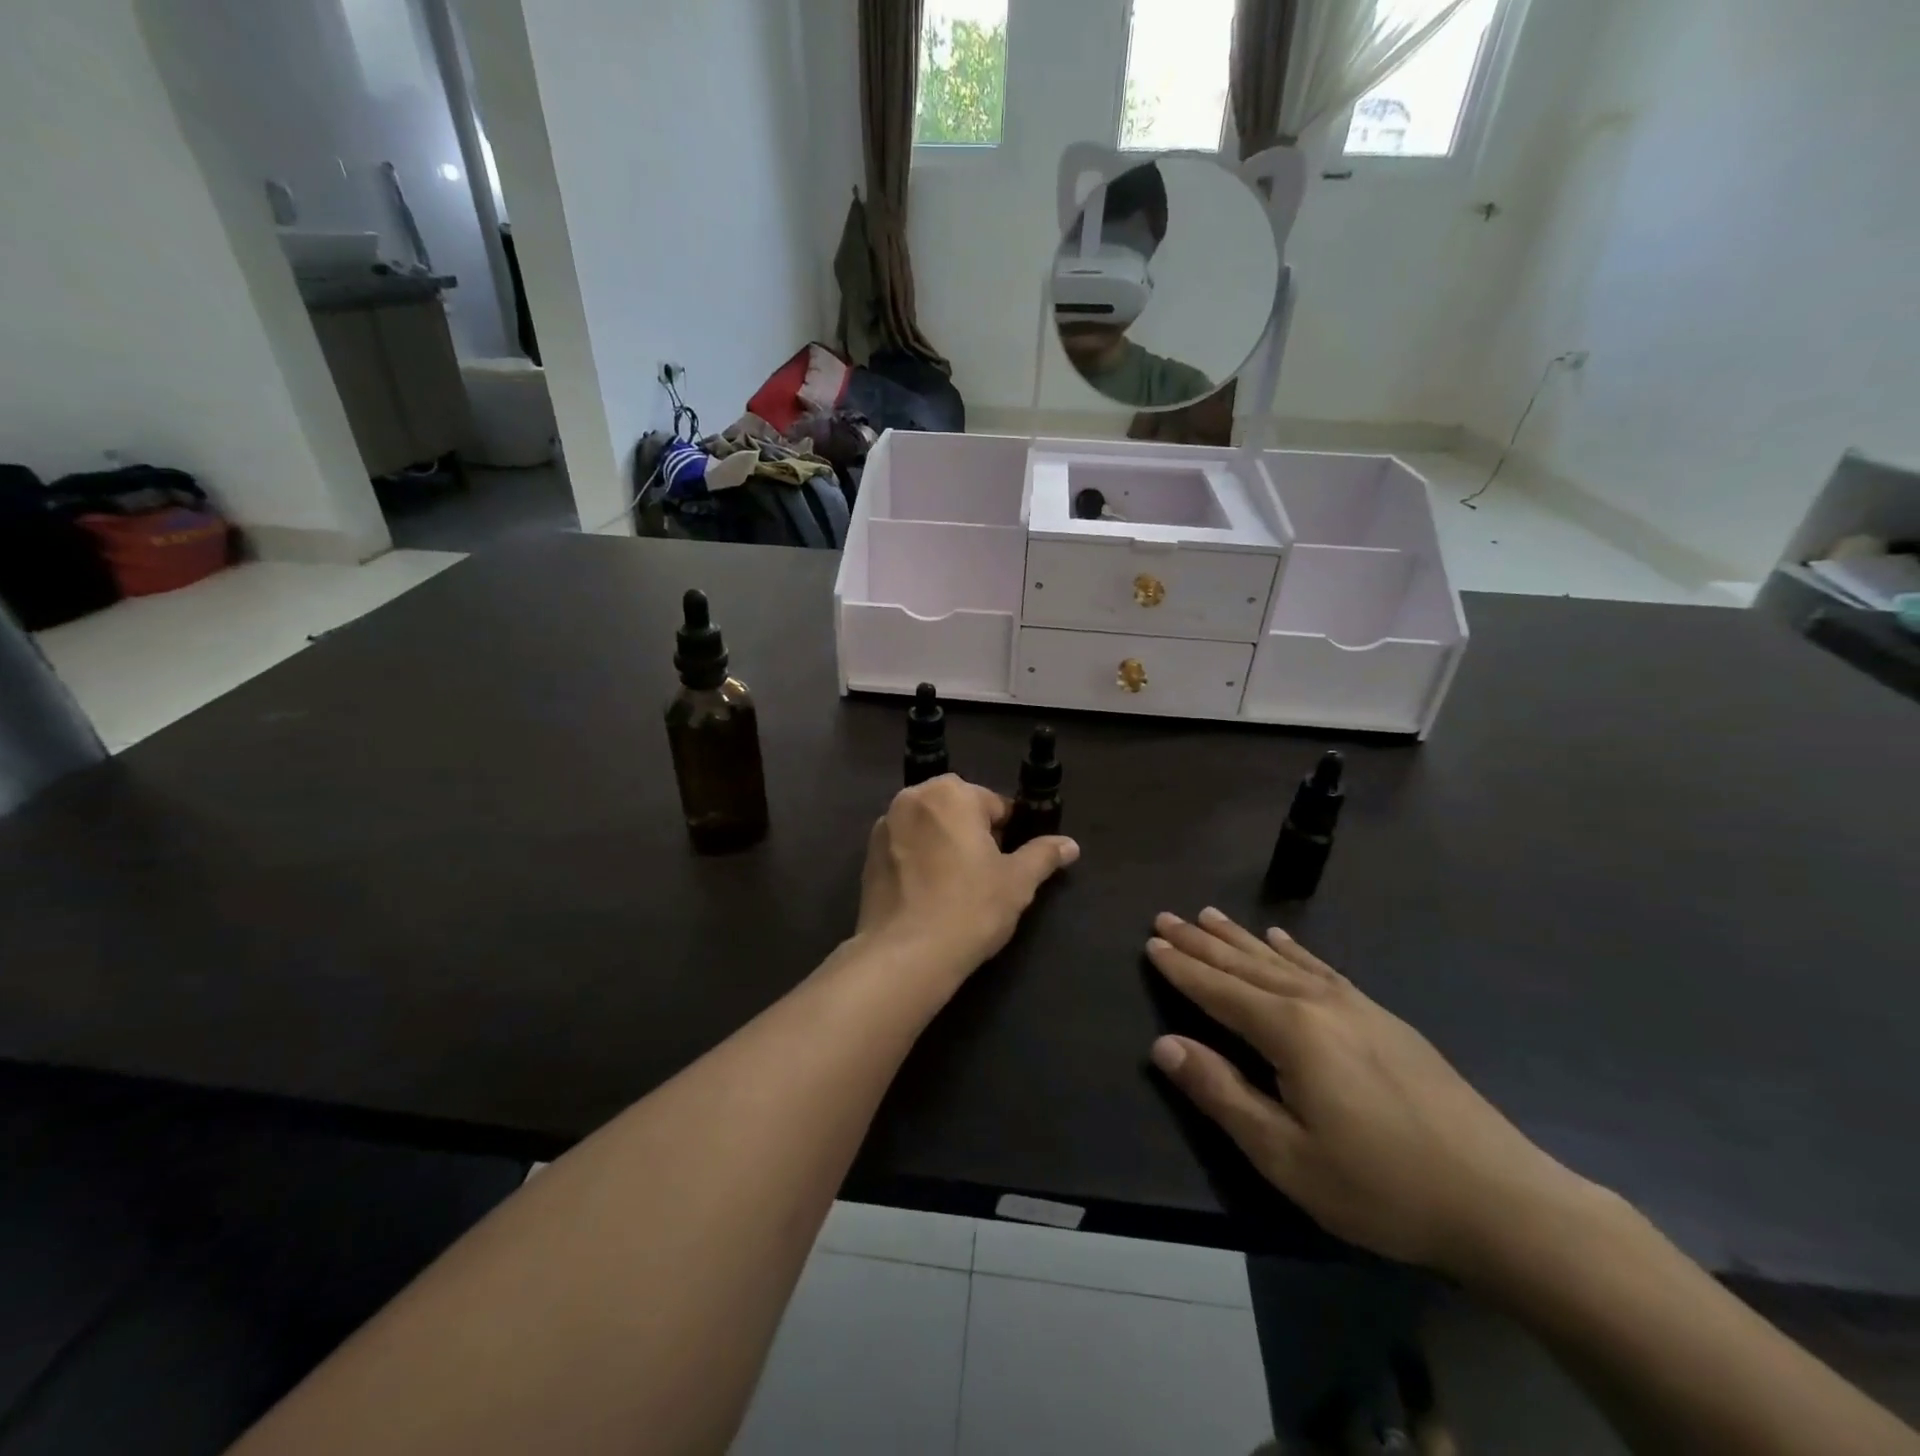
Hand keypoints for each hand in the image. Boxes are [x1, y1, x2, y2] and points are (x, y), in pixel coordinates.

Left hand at [854, 775, 1078, 986]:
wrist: (905, 955)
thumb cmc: (970, 908)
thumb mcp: (1018, 882)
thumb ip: (1044, 855)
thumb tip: (1071, 845)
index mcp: (951, 793)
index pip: (994, 804)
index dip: (1008, 833)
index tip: (1010, 864)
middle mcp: (912, 798)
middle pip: (957, 810)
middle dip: (973, 835)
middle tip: (986, 877)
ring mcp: (885, 825)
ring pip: (929, 828)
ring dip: (944, 845)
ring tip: (956, 888)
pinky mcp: (867, 855)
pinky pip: (905, 848)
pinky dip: (918, 861)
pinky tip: (928, 895)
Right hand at [1146, 908, 1586, 1276]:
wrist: (1501, 1200)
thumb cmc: (1380, 1186)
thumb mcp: (1286, 1156)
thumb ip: (1222, 1094)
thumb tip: (1164, 1044)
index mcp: (1290, 1032)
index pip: (1218, 991)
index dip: (1182, 968)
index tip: (1151, 942)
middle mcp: (1317, 1003)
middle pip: (1245, 965)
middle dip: (1201, 942)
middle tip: (1166, 917)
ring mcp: (1355, 1006)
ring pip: (1280, 961)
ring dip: (1239, 938)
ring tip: (1208, 915)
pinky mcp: (1383, 1018)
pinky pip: (1322, 969)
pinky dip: (1293, 951)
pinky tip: (1280, 939)